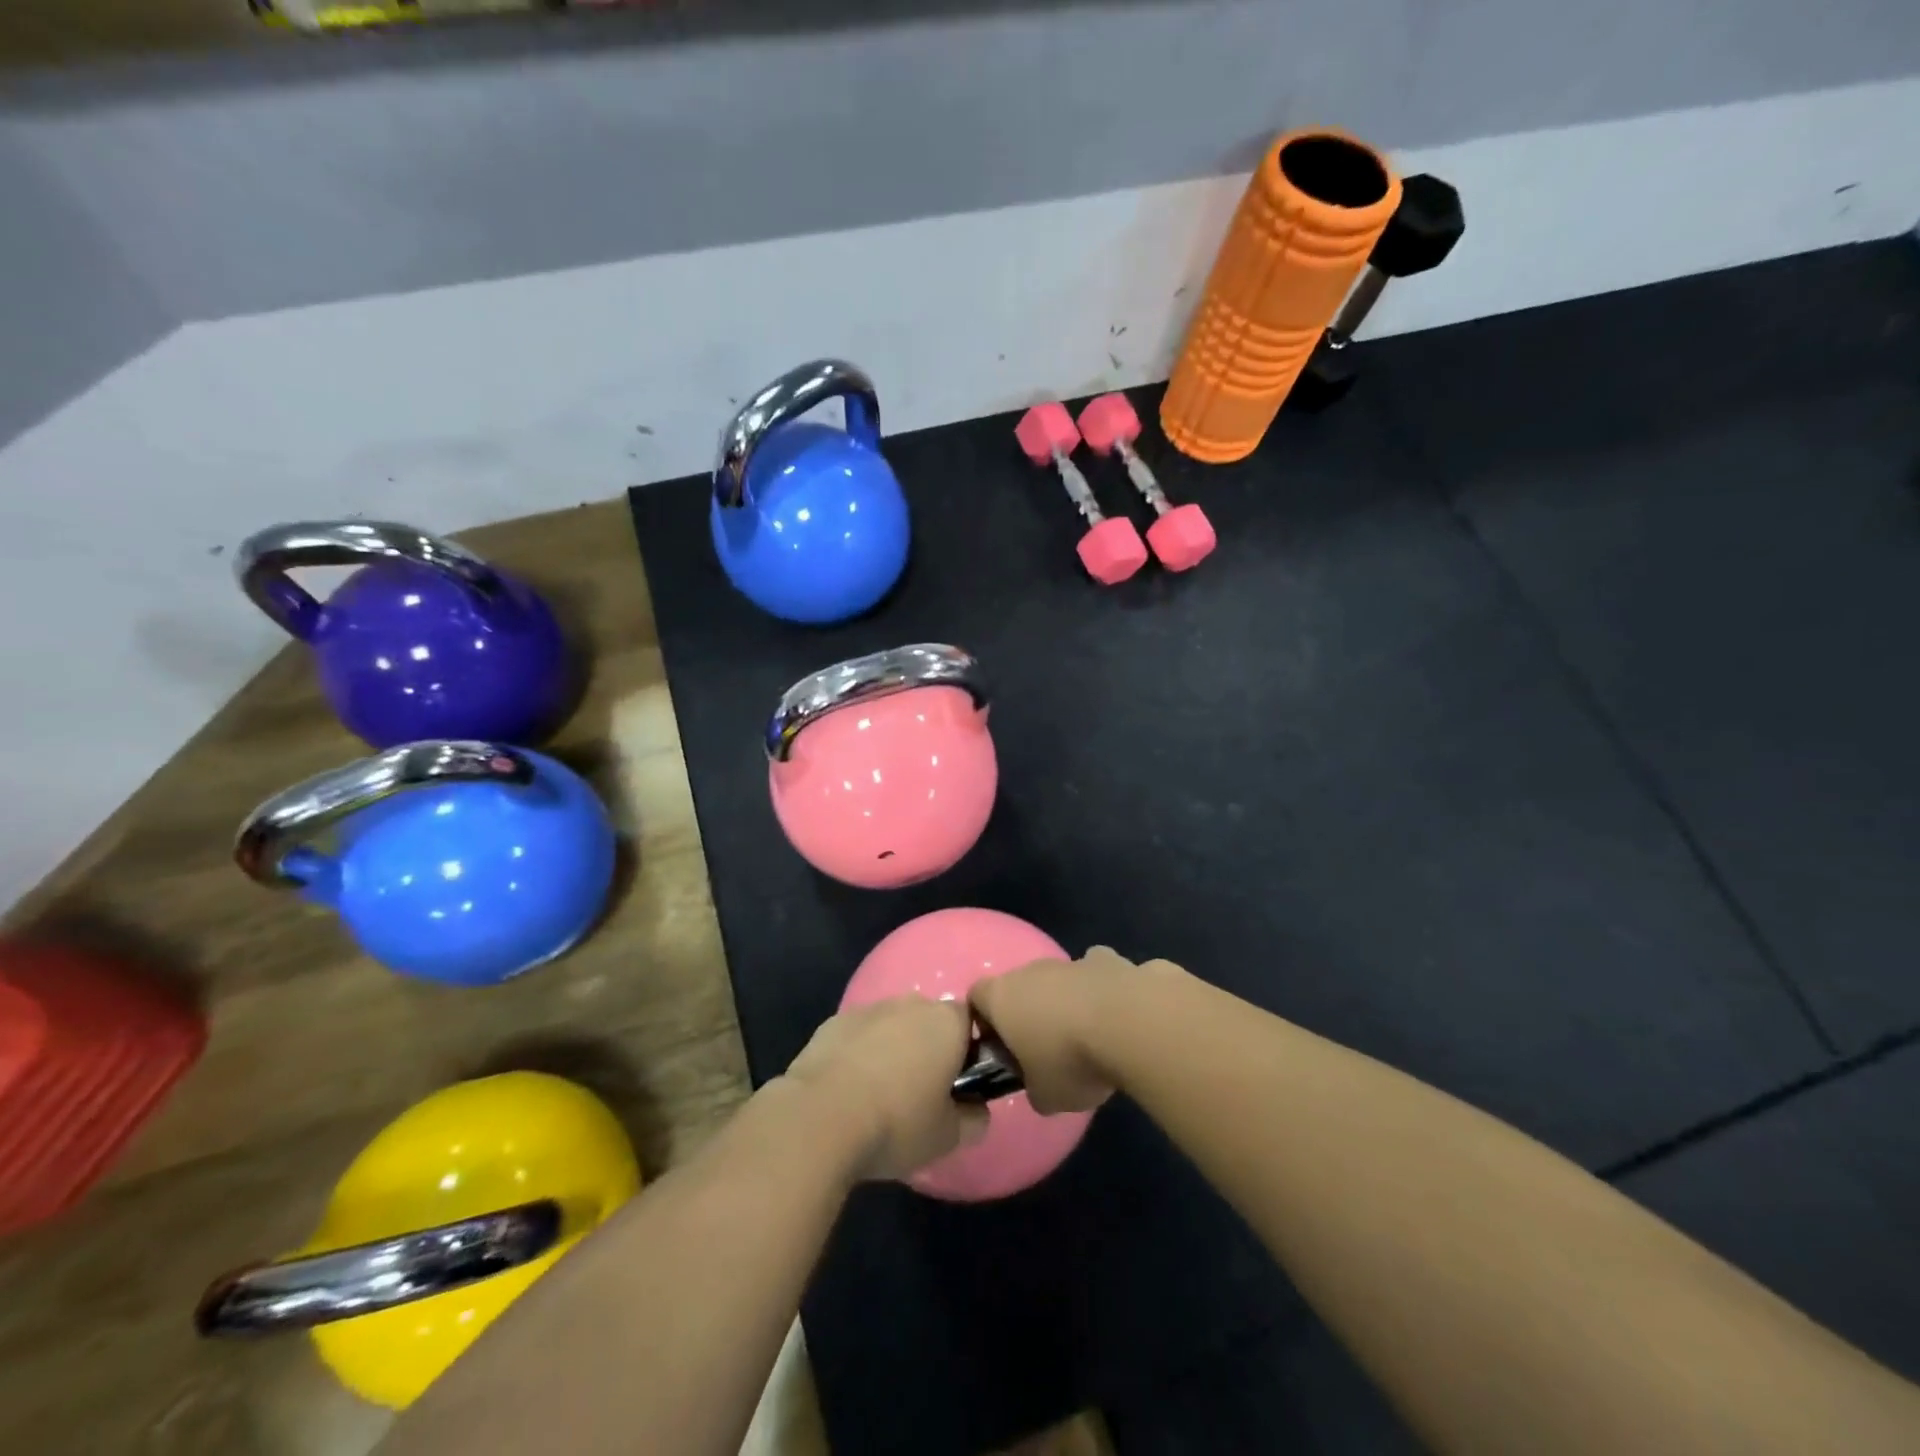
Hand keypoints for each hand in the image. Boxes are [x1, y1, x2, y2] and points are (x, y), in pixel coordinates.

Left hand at [782, 996, 988, 1181]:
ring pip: (892, 1025)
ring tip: (880, 1094)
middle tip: (921, 1091)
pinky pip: (858, 1035)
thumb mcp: (948, 1137)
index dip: (968, 1049)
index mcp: (947, 1022)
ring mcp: (869, 1009)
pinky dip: (859, 1053)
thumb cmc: (897, 1123)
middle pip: (929, 1019)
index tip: (958, 1083)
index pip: (971, 1021)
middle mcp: (911, 1004)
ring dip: (892, 1048)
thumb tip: (976, 1109)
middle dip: (928, 1047)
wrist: (819, 1118)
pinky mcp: (833, 1022)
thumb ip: (974, 1119)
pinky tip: (848, 1089)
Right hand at [970, 947, 1173, 1114]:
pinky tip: (1127, 1021)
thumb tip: (1041, 1085)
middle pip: (1023, 986)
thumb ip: (1034, 1088)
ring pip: (1065, 978)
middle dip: (1034, 1013)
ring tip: (1094, 1037)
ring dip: (1073, 1001)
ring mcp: (1075, 960)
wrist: (1132, 1023)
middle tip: (1050, 1051)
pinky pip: (1104, 977)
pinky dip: (1111, 994)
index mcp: (1003, 996)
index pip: (977, 997)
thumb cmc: (1071, 1060)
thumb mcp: (1045, 1097)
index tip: (1003, 1050)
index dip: (986, 1022)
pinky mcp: (1114, 960)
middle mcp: (1034, 970)